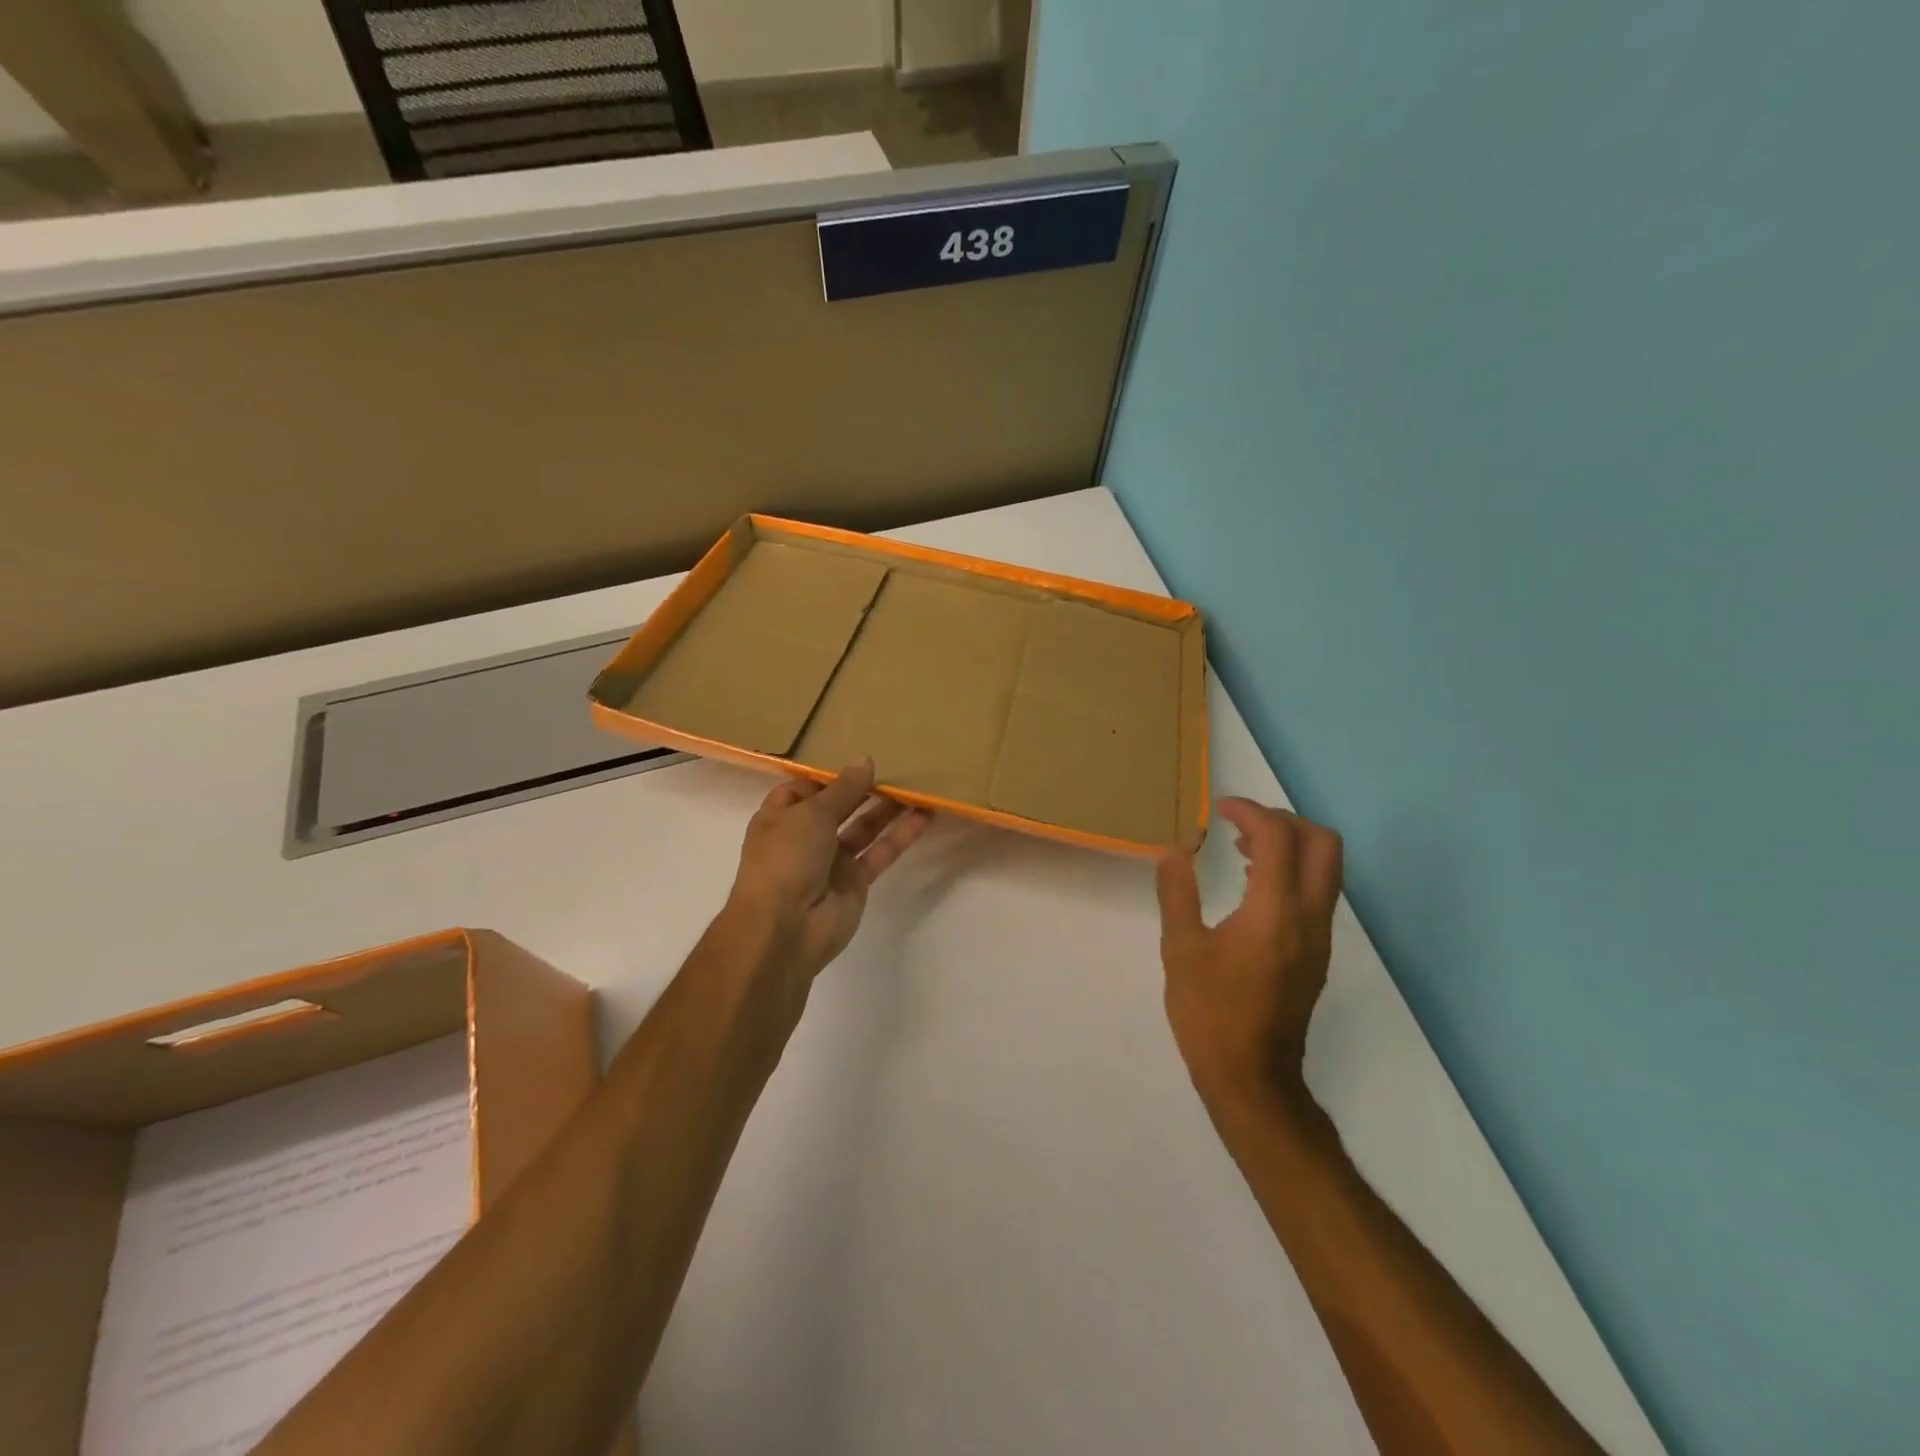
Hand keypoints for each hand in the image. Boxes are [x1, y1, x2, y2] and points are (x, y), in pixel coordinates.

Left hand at [727, 758, 931, 984]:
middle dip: (863, 789)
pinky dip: (901, 835)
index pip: (804, 789)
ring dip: (888, 809)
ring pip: (863, 828)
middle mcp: (805, 837)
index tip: (858, 762)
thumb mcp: (812, 813)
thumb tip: (865, 760)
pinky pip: (880, 852)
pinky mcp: (856, 881)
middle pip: (838, 807)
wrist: (785, 927)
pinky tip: (924, 815)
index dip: (828, 776)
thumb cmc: (786, 858)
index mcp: (780, 817)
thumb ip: (843, 788)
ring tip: (917, 785)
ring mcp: (831, 861)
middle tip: (896, 767)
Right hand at [1155, 799, 1342, 1106]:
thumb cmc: (1210, 1013)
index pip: (1278, 837)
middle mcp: (1309, 917)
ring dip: (1290, 844)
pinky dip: (1291, 871)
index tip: (1218, 810)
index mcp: (1274, 912)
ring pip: (1326, 867)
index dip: (1249, 811)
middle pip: (1322, 843)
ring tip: (1241, 849)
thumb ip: (1177, 893)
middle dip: (1284, 820)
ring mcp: (1319, 936)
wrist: (1252, 1077)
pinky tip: (1252, 885)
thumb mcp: (1180, 950)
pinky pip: (1316, 892)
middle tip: (1241, 824)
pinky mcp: (1316, 952)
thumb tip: (1173, 850)